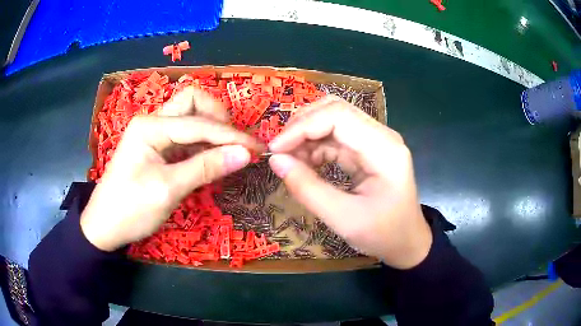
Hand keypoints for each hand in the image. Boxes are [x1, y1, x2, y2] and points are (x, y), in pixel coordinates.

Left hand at [81, 87, 262, 250]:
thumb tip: (245, 154)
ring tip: (230, 153)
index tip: (257, 149)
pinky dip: (202, 145)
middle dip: (218, 118)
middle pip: (193, 102)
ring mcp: (154, 134)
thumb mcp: (168, 190)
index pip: (200, 124)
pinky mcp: (157, 148)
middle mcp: (153, 122)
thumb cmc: (130, 209)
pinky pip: (185, 137)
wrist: (104, 226)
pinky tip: (213, 160)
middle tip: (235, 143)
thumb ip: (206, 168)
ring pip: (190, 118)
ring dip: (212, 132)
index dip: (231, 136)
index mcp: (151, 126)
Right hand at [268, 96, 431, 268]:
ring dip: (306, 135)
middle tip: (278, 150)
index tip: (275, 149)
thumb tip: (276, 161)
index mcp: (384, 149)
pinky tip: (303, 163)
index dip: (302, 127)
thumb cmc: (383, 234)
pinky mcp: (367, 150)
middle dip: (301, 126)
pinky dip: (315, 146)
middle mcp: (381, 136)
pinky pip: (336, 137)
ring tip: (287, 159)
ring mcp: (375, 141)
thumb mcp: (343, 219)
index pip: (338, 116)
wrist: (407, 242)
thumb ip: (308, 189)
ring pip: (333, 120)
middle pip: (335, 110)